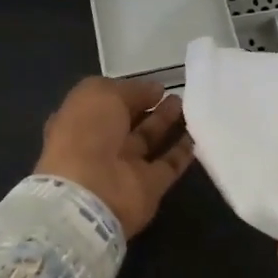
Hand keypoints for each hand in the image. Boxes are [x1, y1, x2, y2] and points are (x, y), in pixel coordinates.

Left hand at [35, 77, 194, 237]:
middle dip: (149, 106)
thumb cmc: (86, 134)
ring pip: (149, 141)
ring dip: (166, 123)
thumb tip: (154, 89)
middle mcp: (99, 145)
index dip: (127, 92)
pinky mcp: (148, 188)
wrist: (90, 193)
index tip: (153, 84)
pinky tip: (198, 134)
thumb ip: (129, 89)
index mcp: (79, 121)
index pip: (105, 103)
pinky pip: (168, 166)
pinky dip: (182, 152)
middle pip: (128, 122)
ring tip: (187, 105)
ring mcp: (124, 168)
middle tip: (175, 93)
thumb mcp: (100, 94)